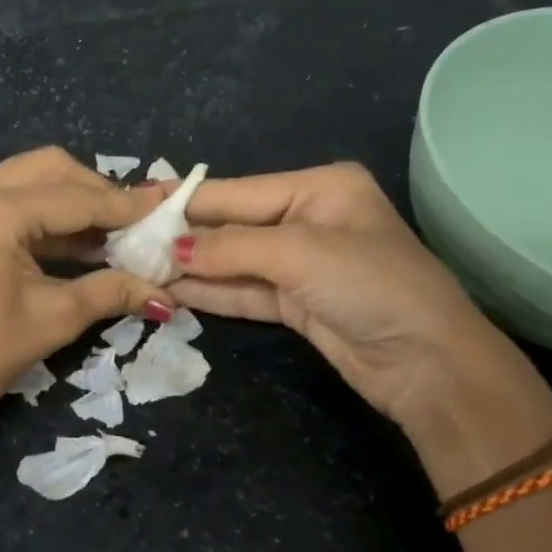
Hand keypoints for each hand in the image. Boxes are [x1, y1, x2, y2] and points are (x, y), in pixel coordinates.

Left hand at [0, 148, 174, 424]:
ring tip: (113, 232)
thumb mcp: (56, 317)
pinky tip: (79, 238)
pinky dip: (47, 212)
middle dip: (98, 193)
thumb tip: (167, 290)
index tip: (166, 209)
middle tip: (136, 222)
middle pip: (52, 170)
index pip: (75, 199)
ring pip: (31, 178)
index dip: (124, 207)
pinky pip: (11, 196)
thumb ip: (113, 290)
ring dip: (73, 200)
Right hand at [168, 162, 528, 431]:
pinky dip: (209, 293)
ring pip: (233, 262)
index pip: (236, 192)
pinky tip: (170, 290)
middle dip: (182, 236)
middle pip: (231, 226)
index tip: (133, 203)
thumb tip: (172, 251)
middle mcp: (308, 219)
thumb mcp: (299, 253)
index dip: (184, 201)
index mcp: (319, 188)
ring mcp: (301, 265)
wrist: (427, 362)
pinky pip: (243, 292)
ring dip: (189, 268)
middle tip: (124, 242)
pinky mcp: (296, 304)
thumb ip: (231, 248)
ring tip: (136, 267)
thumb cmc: (370, 285)